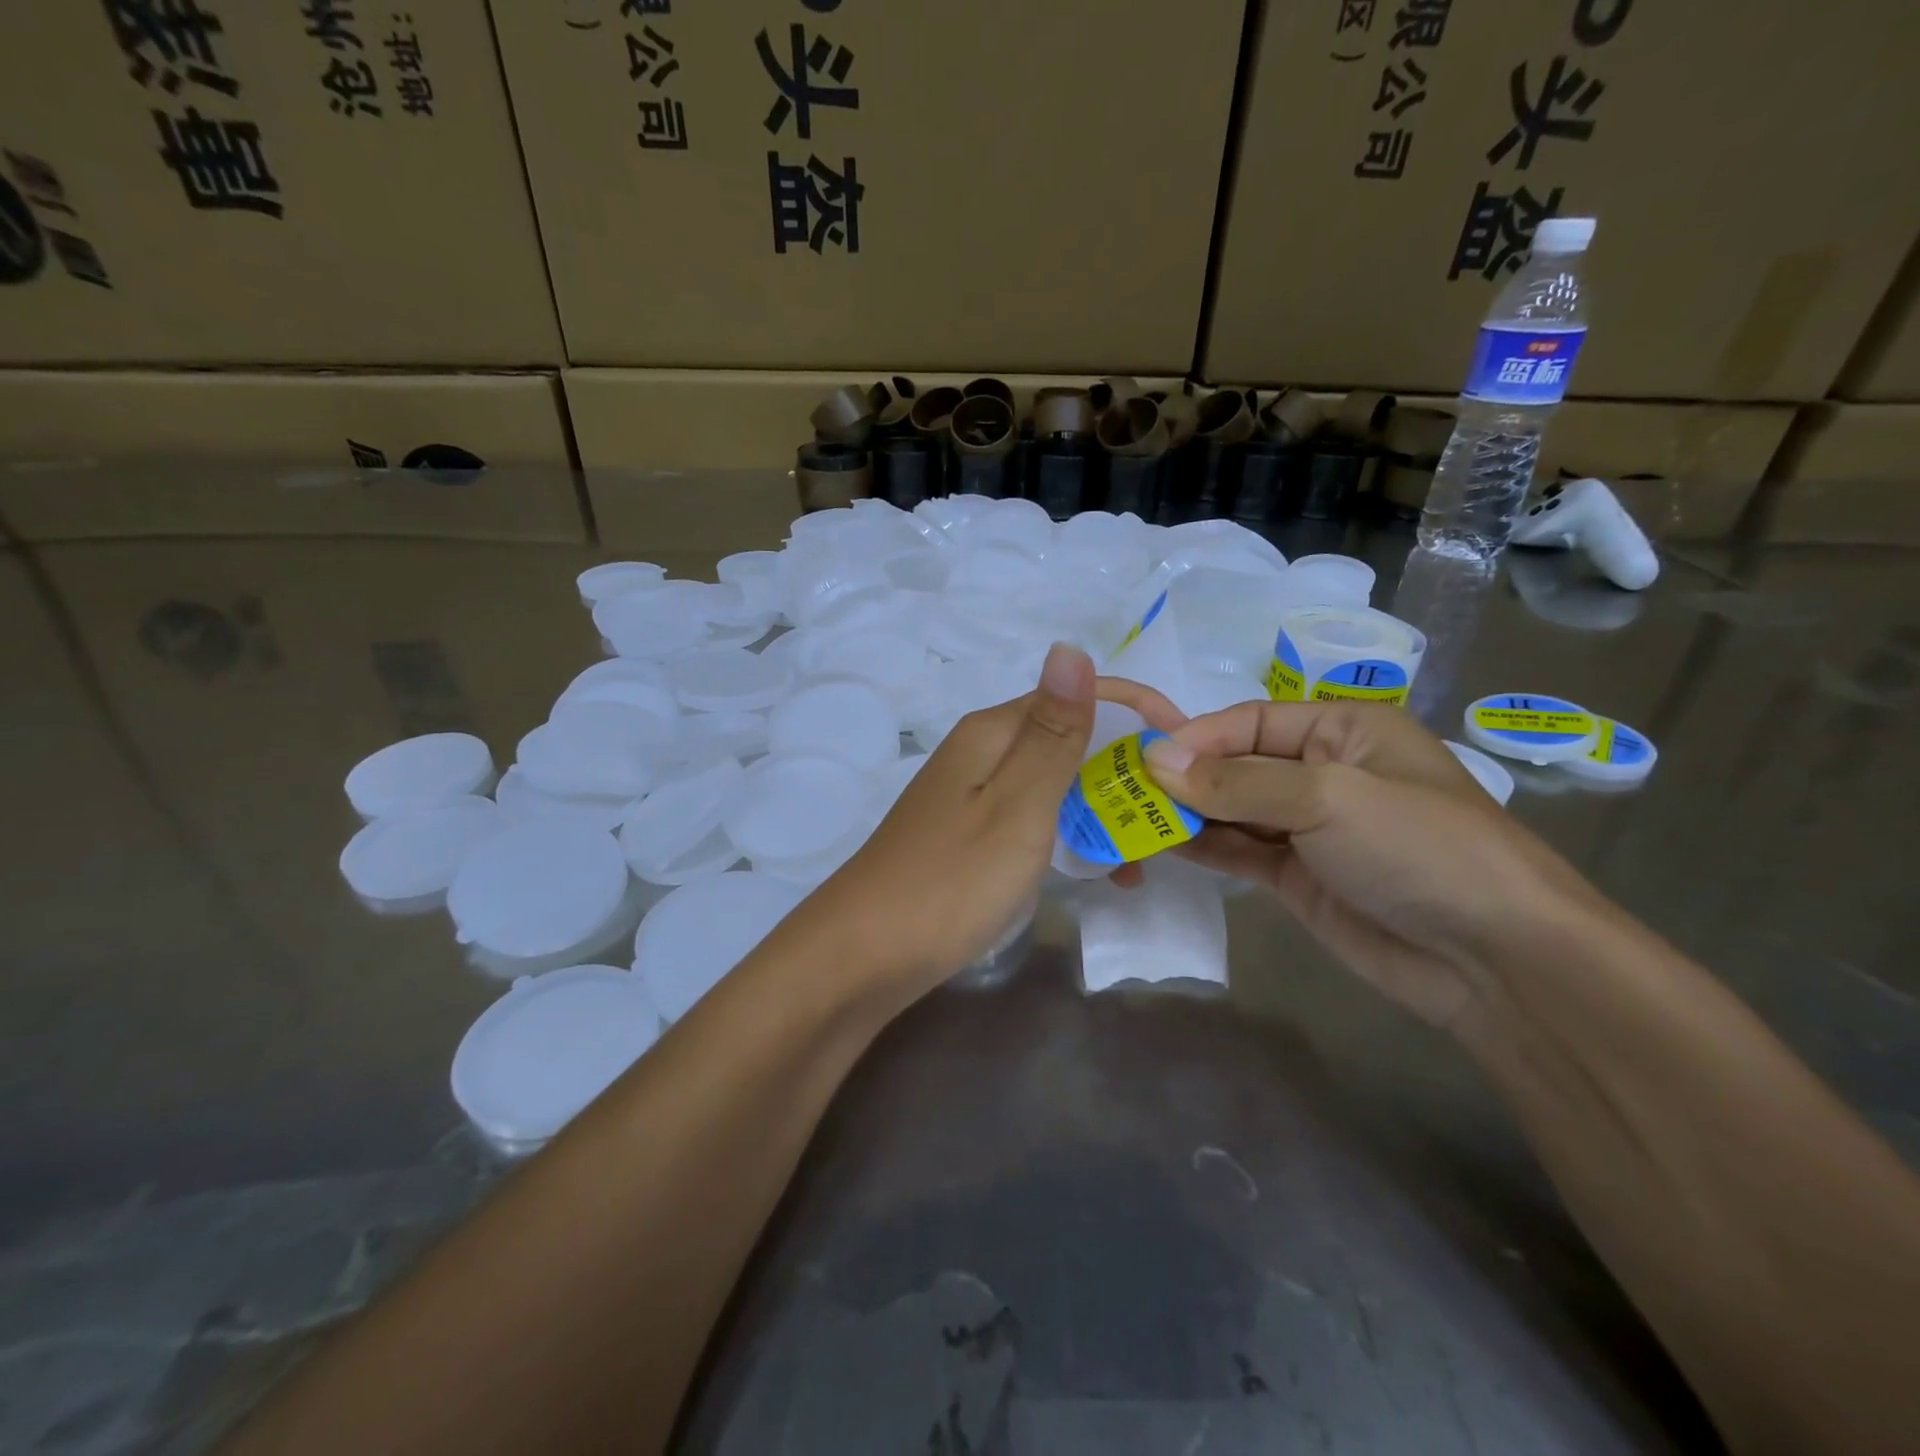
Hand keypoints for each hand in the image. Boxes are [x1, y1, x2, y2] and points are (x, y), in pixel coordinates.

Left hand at [797, 645, 1179, 1008]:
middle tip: (1176, 816)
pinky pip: (1035, 821)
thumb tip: (1071, 646)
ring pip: (1056, 784)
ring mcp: (972, 797)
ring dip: (1105, 809)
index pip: (1079, 696)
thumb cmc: (951, 881)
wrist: (863, 956)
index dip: (1139, 714)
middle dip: (1127, 769)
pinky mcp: (969, 837)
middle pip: (1070, 740)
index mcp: (993, 732)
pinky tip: (1100, 873)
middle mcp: (982, 753)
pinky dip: (1072, 837)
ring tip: (1147, 855)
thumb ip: (1052, 733)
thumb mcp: (1017, 806)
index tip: (1189, 751)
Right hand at [1142, 701, 1600, 1033]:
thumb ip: (1237, 781)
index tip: (1145, 762)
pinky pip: (1239, 850)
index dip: (1197, 738)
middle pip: (1236, 764)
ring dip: (1186, 814)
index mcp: (1343, 728)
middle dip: (1185, 778)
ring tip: (1130, 821)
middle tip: (1124, 794)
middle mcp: (1323, 770)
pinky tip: (1162, 846)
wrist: (1495, 960)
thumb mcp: (1328, 797)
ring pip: (1231, 809)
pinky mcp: (1297, 876)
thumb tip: (1154, 761)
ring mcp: (1309, 827)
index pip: (1251, 720)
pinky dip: (1203, 846)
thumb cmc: (1419, 847)